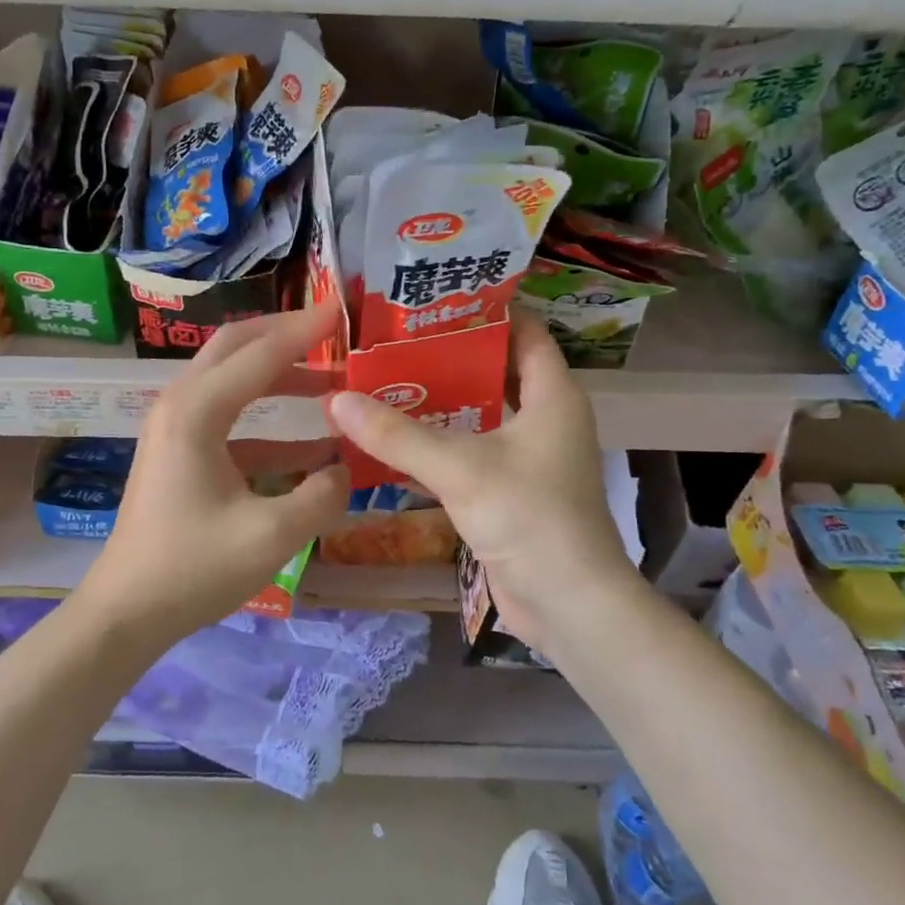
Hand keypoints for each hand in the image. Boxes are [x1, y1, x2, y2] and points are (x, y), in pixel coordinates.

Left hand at [72, 305, 350, 652]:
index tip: (343, 309)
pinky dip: (270, 424)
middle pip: (236, 348)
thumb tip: (345, 470)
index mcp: (197, 412)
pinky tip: (312, 446)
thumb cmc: (193, 569)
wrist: (128, 610)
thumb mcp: (271, 536)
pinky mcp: (179, 453)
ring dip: (280, 378)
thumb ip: (322, 496)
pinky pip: (231, 420)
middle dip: (286, 337)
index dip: (305, 331)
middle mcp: (180, 405)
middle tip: (333, 334)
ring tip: (332, 386)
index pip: (260, 354)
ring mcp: (175, 429)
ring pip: (232, 382)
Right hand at [326, 315, 636, 652]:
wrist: (568, 604)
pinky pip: (469, 454)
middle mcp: (544, 419)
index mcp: (552, 396)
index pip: (525, 332)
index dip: (487, 311)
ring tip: (383, 382)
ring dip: (437, 403)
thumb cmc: (529, 519)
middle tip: (392, 341)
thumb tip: (336, 400)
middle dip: (447, 356)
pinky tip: (392, 441)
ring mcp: (528, 458)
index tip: (434, 300)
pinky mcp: (509, 492)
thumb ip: (398, 435)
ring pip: (478, 415)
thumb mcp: (461, 469)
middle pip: (494, 372)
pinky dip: (437, 445)